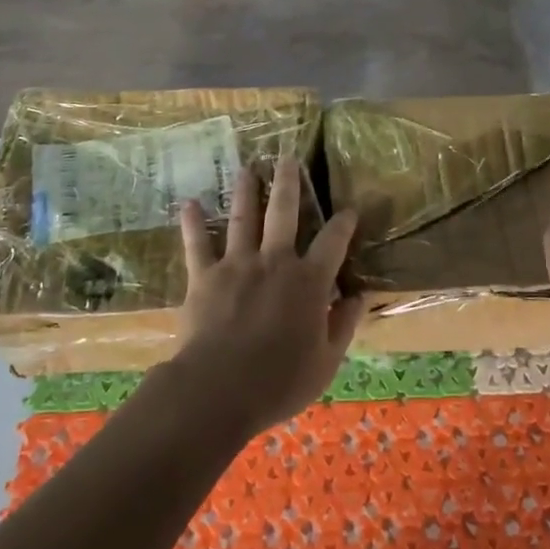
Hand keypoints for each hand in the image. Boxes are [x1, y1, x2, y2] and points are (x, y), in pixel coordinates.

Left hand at [171, 161, 361, 436]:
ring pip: (244, 218)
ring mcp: (237, 264)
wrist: (219, 391)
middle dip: (288, 183)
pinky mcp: (205, 276)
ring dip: (246, 191)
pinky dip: (193, 223)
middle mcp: (275, 261)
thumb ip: (344, 324)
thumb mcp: (326, 361)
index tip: (349, 208)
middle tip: (287, 158)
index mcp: (309, 281)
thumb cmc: (279, 381)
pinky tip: (189, 203)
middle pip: (284, 212)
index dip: (344, 223)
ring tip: (248, 168)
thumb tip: (359, 295)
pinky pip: (197, 244)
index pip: (333, 242)